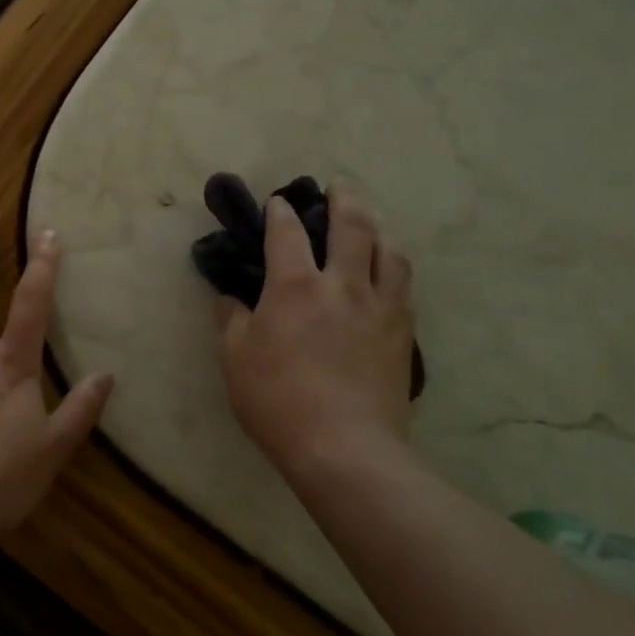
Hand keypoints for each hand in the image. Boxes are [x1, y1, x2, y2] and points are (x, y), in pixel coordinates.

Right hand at [217, 187, 415, 478]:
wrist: (346, 449)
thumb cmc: (279, 401)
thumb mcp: (235, 359)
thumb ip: (231, 319)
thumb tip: (230, 298)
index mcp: (295, 286)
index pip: (287, 231)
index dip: (280, 211)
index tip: (278, 202)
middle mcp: (342, 284)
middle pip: (352, 225)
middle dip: (344, 198)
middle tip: (338, 186)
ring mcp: (379, 307)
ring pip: (389, 251)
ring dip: (379, 227)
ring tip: (371, 222)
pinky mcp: (403, 333)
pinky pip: (404, 285)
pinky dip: (394, 265)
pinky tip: (389, 270)